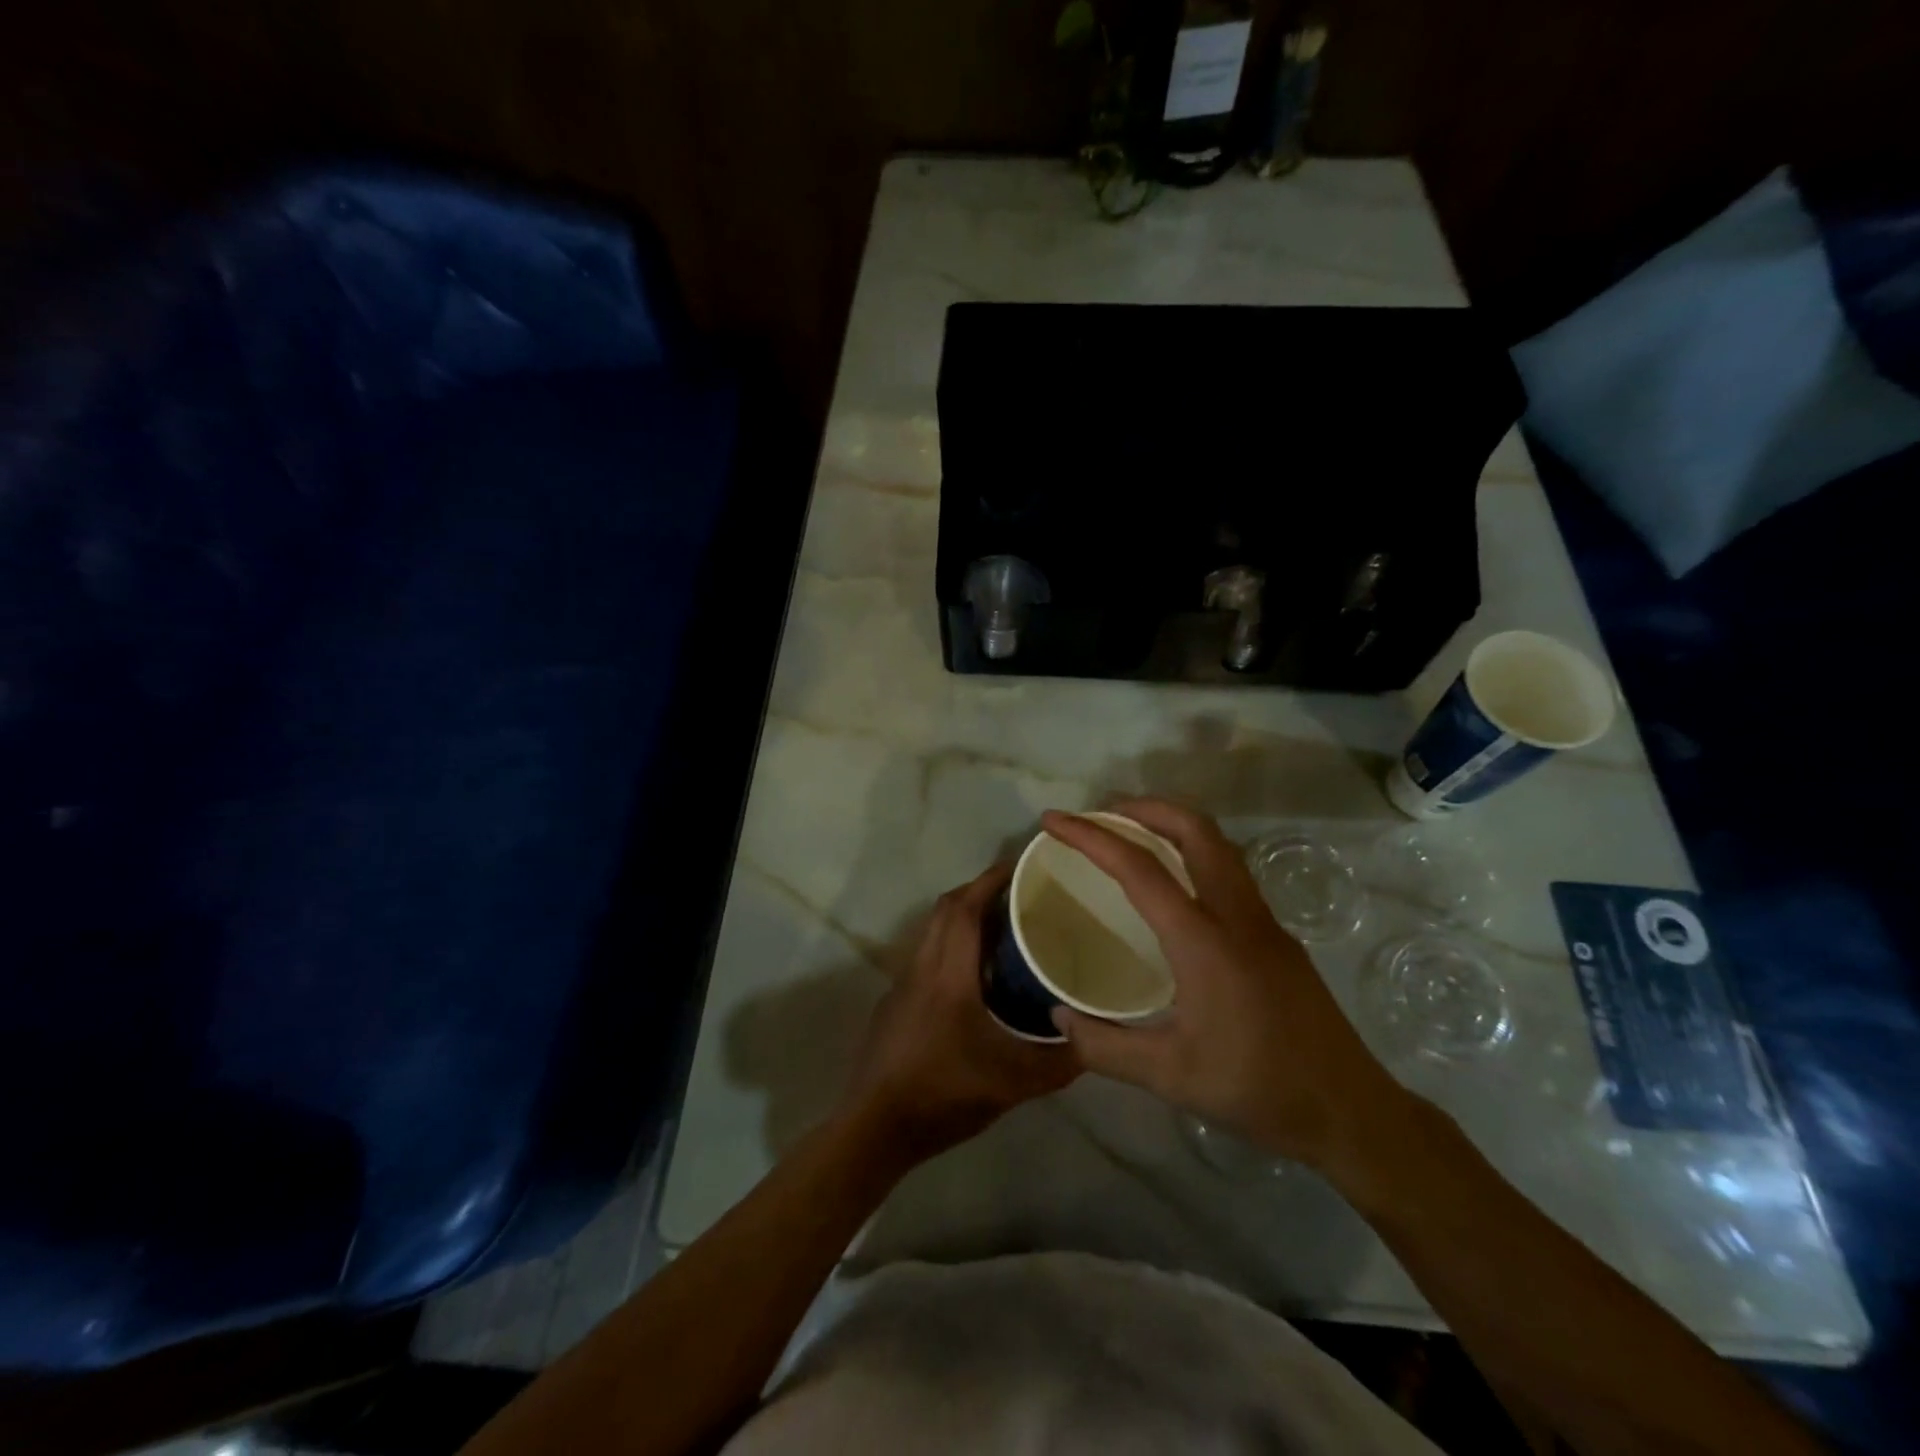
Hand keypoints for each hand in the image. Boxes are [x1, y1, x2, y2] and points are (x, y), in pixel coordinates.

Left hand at [840, 862, 1079, 1162]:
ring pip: (932, 932)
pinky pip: (925, 957)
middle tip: (1017, 894)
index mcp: (949, 974)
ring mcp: (902, 984)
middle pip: (946, 910)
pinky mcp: (893, 1003)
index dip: (991, 879)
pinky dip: (949, 947)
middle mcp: (922, 967)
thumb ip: (1058, 1062)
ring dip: (962, 918)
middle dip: (978, 890)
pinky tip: (971, 977)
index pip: (966, 907)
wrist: (875, 1127)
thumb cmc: (944, 1095)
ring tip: (1000, 929)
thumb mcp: (1013, 1083)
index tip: (1020, 864)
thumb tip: (1094, 1041)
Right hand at [1041, 800, 1409, 1172]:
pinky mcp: (1278, 935)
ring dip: (1172, 825)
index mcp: (1203, 940)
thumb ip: (1104, 1046)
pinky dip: (1193, 853)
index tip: (1053, 821)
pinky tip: (1175, 887)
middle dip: (1143, 808)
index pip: (1139, 868)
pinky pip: (1230, 870)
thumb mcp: (1168, 1076)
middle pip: (1193, 829)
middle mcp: (1237, 915)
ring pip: (1218, 844)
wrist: (1349, 1111)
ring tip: (1132, 836)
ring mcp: (1264, 921)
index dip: (1091, 837)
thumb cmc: (1256, 1089)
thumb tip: (1057, 1016)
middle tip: (1100, 815)